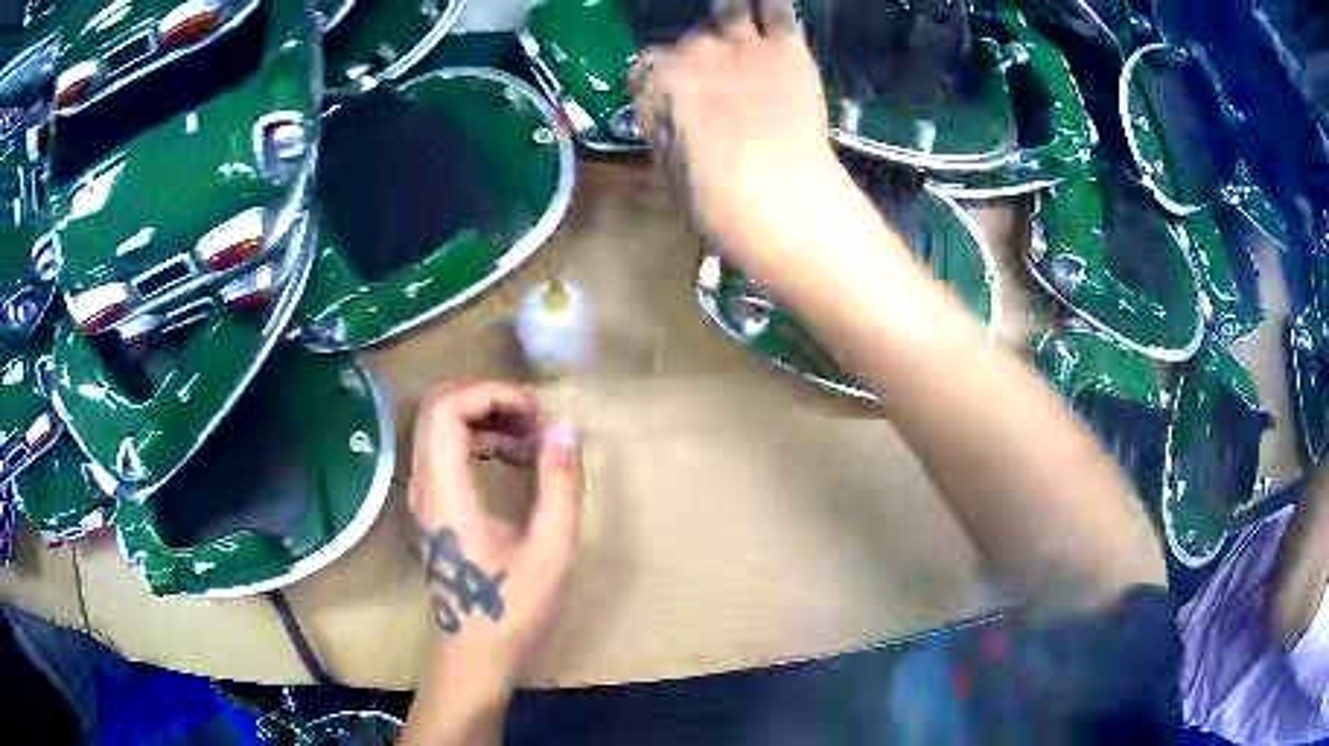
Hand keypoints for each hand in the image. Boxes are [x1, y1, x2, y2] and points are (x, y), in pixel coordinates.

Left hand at [406, 382, 581, 694]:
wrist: (473, 654)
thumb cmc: (512, 610)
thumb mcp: (550, 552)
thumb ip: (559, 486)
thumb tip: (565, 426)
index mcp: (446, 494)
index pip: (446, 410)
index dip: (491, 393)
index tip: (535, 411)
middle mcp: (423, 486)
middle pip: (436, 406)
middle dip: (486, 396)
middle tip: (532, 417)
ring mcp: (422, 495)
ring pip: (437, 425)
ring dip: (482, 415)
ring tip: (529, 437)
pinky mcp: (430, 505)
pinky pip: (443, 448)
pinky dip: (476, 438)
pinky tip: (512, 459)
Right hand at [632, 0, 839, 260]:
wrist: (771, 192)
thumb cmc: (712, 196)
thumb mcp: (669, 164)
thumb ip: (668, 125)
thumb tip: (675, 119)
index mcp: (656, 81)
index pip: (650, 64)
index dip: (666, 74)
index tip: (679, 86)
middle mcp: (692, 50)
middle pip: (694, 37)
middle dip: (707, 51)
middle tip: (726, 71)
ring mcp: (739, 43)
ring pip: (732, 9)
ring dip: (736, 16)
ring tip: (746, 26)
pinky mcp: (784, 45)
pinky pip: (777, 9)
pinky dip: (774, 10)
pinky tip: (775, 15)